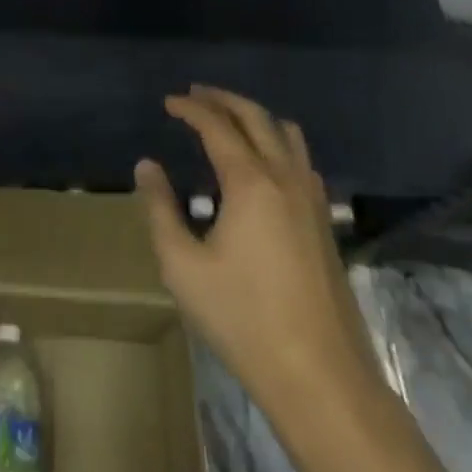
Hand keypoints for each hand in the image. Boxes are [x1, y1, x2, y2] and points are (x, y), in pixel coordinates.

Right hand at [135, 87, 375, 406]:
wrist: (321, 377)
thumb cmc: (243, 320)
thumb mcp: (183, 267)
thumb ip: (160, 210)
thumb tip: (147, 166)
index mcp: (250, 181)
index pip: (217, 125)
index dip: (191, 108)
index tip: (169, 101)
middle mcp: (285, 176)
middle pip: (255, 116)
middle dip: (223, 99)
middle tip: (195, 95)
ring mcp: (312, 197)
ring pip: (286, 132)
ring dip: (254, 116)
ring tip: (228, 120)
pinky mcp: (325, 220)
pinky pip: (300, 158)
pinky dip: (276, 141)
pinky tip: (262, 164)